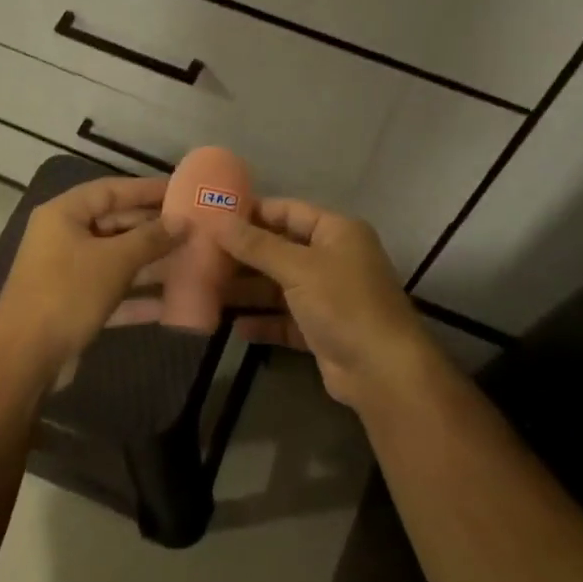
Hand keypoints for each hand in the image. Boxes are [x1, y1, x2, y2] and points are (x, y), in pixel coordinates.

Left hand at [0, 175, 184, 381]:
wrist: (26, 357)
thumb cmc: (68, 294)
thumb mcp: (114, 261)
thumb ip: (151, 238)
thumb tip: (182, 222)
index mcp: (64, 215)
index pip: (111, 190)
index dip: (147, 189)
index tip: (183, 190)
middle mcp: (63, 238)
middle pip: (114, 224)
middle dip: (154, 229)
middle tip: (194, 229)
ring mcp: (67, 273)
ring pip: (116, 260)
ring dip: (151, 263)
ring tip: (191, 261)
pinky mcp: (74, 305)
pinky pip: (112, 292)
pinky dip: (137, 297)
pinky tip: (171, 304)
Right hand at [217, 198, 440, 409]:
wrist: (382, 370)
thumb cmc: (343, 304)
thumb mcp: (297, 268)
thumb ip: (256, 245)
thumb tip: (217, 220)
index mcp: (336, 232)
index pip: (288, 211)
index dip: (251, 213)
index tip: (212, 218)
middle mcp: (333, 259)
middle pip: (280, 250)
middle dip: (243, 256)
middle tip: (200, 257)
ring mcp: (328, 297)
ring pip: (279, 287)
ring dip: (247, 291)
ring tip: (207, 292)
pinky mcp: (321, 330)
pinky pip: (284, 320)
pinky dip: (262, 322)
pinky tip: (235, 327)